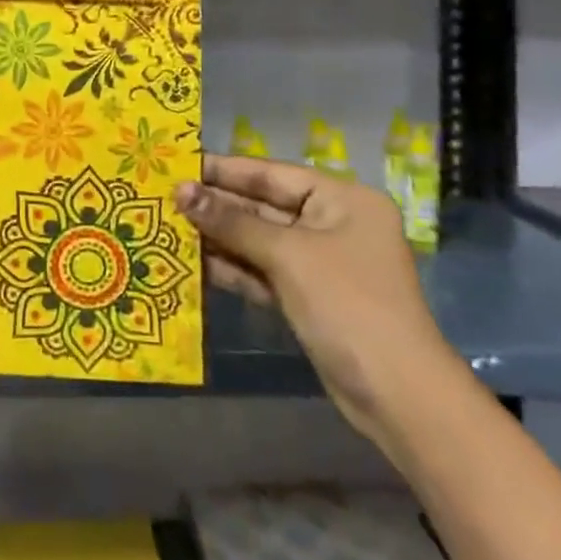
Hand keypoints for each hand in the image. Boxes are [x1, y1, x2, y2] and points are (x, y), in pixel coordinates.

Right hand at [176, 156, 457, 444]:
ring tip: (167, 227)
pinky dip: (233, 268)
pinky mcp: (307, 297)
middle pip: (262, 206)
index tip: (177, 164)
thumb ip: (231, 221)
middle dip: (216, 205)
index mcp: (342, 199)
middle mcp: (332, 224)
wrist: (396, 395)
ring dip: (218, 237)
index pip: (271, 173)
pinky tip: (193, 264)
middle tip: (163, 197)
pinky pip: (262, 271)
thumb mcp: (287, 254)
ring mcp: (319, 263)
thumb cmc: (347, 304)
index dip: (223, 169)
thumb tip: (180, 190)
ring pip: (258, 241)